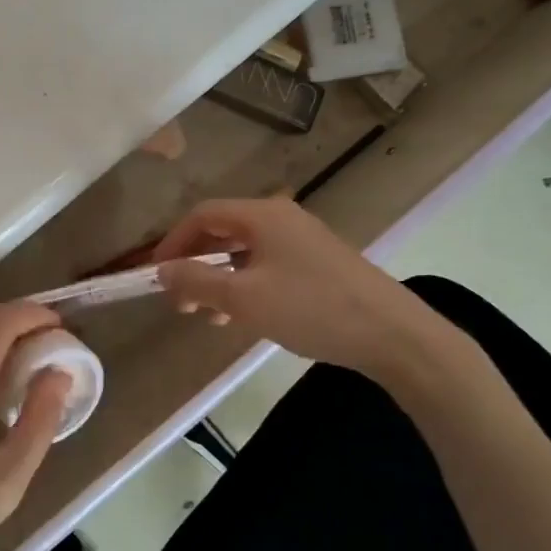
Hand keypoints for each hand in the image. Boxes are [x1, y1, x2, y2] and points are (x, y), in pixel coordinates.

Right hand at [153, 197, 472, 386]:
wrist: (393, 335)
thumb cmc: (311, 309)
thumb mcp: (244, 298)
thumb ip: (197, 280)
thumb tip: (163, 269)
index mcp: (262, 216)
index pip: (203, 215)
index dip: (174, 242)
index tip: (157, 275)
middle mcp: (281, 218)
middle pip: (223, 231)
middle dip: (196, 264)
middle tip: (181, 301)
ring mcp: (303, 240)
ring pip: (245, 252)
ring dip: (219, 279)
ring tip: (209, 315)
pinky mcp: (319, 263)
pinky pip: (267, 265)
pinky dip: (246, 285)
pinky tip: (243, 316)